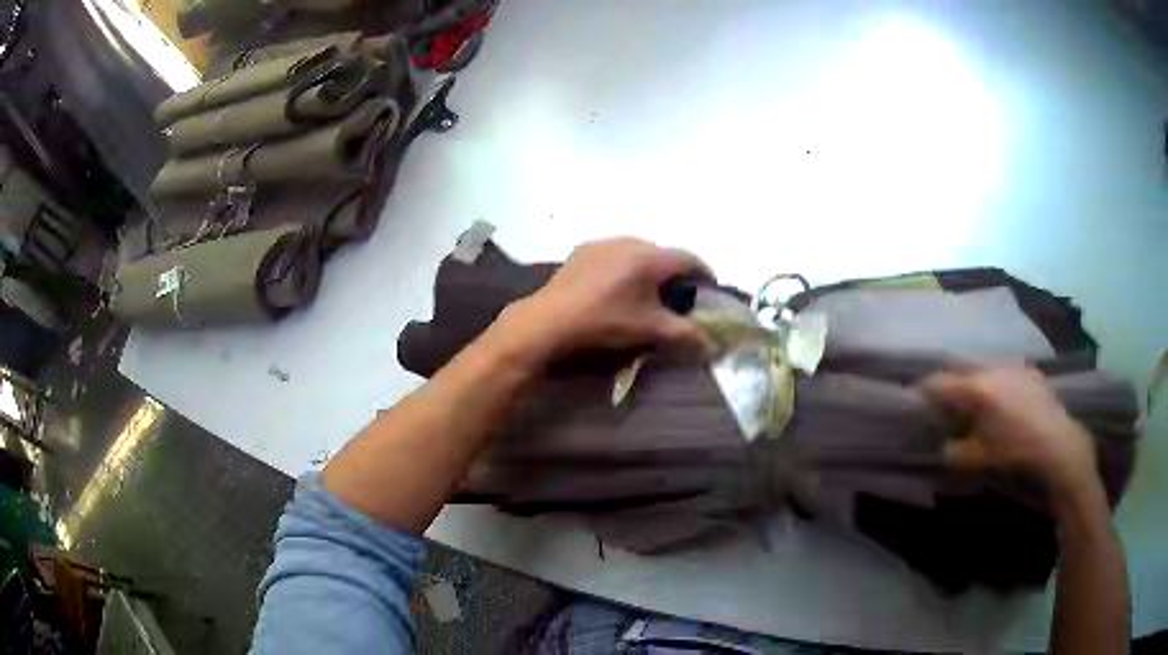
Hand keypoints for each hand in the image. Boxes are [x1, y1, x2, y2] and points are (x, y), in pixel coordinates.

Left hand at [488, 238, 713, 366]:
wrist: (550, 320)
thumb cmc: (606, 322)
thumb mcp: (651, 331)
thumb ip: (686, 335)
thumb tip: (711, 344)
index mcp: (651, 257)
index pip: (690, 259)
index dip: (705, 274)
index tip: (710, 290)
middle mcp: (630, 241)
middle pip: (664, 254)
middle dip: (676, 274)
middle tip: (679, 297)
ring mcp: (603, 242)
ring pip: (638, 252)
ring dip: (649, 269)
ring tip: (647, 292)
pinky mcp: (582, 250)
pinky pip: (614, 254)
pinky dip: (625, 267)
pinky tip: (616, 288)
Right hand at [922, 366, 1099, 500]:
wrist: (1058, 443)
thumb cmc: (1014, 451)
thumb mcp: (977, 459)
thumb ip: (954, 451)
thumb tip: (946, 444)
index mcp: (977, 388)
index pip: (940, 382)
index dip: (924, 391)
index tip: (915, 400)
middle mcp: (993, 369)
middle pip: (963, 374)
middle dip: (953, 390)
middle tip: (949, 410)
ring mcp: (1015, 367)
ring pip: (986, 372)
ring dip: (978, 387)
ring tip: (980, 408)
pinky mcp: (1031, 371)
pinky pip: (1006, 375)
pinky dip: (998, 387)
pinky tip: (1006, 407)